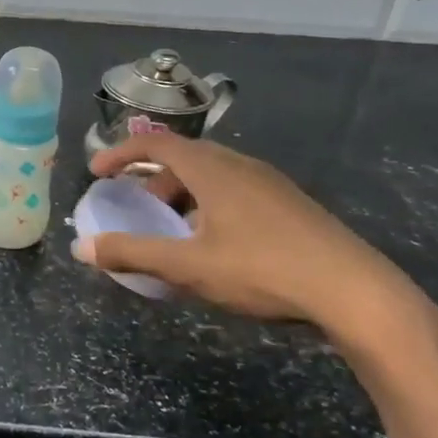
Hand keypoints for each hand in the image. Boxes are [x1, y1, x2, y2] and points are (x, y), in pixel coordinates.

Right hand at [75, 135, 428, 346]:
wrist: (356, 293)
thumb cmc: (263, 270)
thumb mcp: (187, 267)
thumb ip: (132, 254)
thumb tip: (81, 248)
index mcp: (213, 170)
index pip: (156, 143)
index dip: (120, 153)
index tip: (96, 171)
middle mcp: (241, 165)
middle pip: (184, 157)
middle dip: (151, 178)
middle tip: (135, 207)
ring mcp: (271, 183)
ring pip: (212, 175)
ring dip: (181, 193)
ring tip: (173, 231)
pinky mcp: (291, 204)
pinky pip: (235, 190)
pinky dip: (208, 204)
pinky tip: (215, 243)